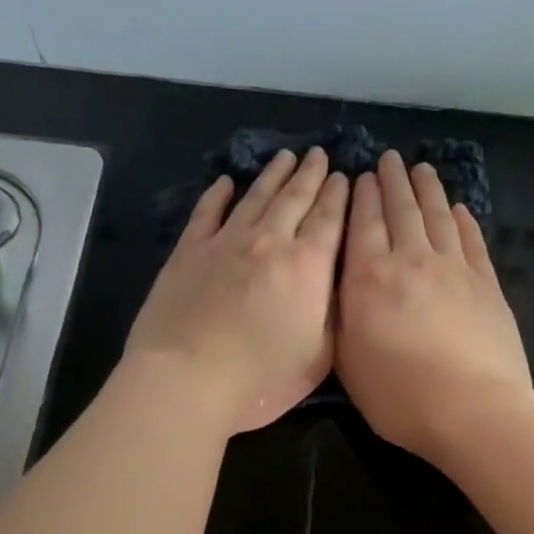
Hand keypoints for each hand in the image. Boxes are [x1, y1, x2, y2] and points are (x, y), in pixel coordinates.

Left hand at [126, 147, 348, 433]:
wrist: (188, 379)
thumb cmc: (262, 378)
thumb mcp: (320, 356)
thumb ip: (333, 314)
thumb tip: (335, 283)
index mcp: (308, 266)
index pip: (330, 219)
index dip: (339, 195)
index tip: (345, 175)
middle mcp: (269, 241)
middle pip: (295, 198)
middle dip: (311, 175)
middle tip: (319, 154)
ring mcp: (226, 242)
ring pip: (256, 197)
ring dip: (273, 175)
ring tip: (286, 157)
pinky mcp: (189, 251)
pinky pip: (208, 212)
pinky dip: (218, 194)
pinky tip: (226, 182)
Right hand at [336, 151, 530, 461]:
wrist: (470, 409)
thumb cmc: (397, 396)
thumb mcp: (347, 361)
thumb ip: (340, 316)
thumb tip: (340, 286)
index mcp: (369, 278)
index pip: (363, 223)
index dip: (362, 197)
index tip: (361, 176)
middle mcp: (411, 261)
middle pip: (402, 210)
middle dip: (393, 181)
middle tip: (389, 159)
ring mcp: (454, 269)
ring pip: (438, 217)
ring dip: (428, 190)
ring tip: (422, 170)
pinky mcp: (487, 284)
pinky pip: (472, 240)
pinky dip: (464, 220)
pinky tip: (459, 209)